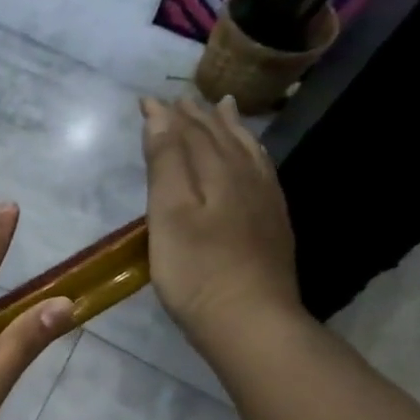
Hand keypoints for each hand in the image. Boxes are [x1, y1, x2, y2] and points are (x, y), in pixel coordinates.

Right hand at [142, 95, 302, 350]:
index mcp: (217, 172)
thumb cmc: (196, 270)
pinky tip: (251, 160)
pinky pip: (262, 173)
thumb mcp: (169, 213)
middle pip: (220, 137)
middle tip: (183, 99)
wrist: (249, 320)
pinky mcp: (272, 226)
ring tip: (224, 109)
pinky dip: (251, 155)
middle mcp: (246, 178)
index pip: (189, 132)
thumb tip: (161, 116)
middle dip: (198, 116)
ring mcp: (264, 202)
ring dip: (230, 129)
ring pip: (247, 152)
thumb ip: (166, 162)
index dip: (167, 115)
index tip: (147, 99)